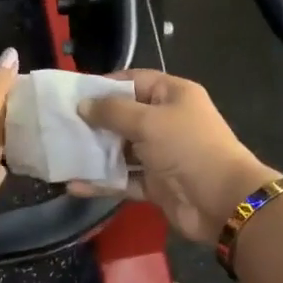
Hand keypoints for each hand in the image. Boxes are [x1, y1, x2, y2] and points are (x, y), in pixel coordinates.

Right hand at [72, 70, 277, 242]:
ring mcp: (161, 155)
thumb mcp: (149, 121)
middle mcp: (167, 122)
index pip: (134, 81)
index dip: (105, 85)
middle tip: (60, 124)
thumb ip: (113, 112)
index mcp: (173, 96)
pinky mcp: (155, 184)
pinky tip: (74, 185)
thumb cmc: (187, 148)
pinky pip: (123, 180)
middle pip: (124, 116)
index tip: (73, 93)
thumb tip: (83, 105)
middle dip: (94, 121)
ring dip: (95, 153)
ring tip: (60, 153)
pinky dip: (102, 182)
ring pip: (121, 150)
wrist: (222, 200)